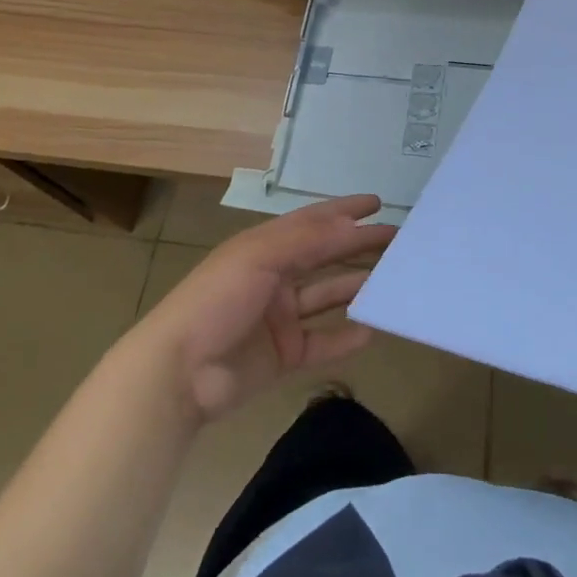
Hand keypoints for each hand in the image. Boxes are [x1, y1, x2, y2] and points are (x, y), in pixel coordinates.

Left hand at [134, 194, 394, 424]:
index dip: (343, 211)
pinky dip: (345, 337)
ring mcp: (279, 317)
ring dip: (356, 288)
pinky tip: (371, 331)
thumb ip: (307, 240)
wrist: (179, 373)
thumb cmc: (216, 300)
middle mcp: (274, 278)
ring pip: (326, 297)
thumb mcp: (258, 258)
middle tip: (397, 241)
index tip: (378, 203)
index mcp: (264, 247)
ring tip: (393, 282)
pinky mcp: (283, 355)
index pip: (311, 222)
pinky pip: (322, 342)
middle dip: (358, 247)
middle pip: (324, 257)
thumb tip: (351, 224)